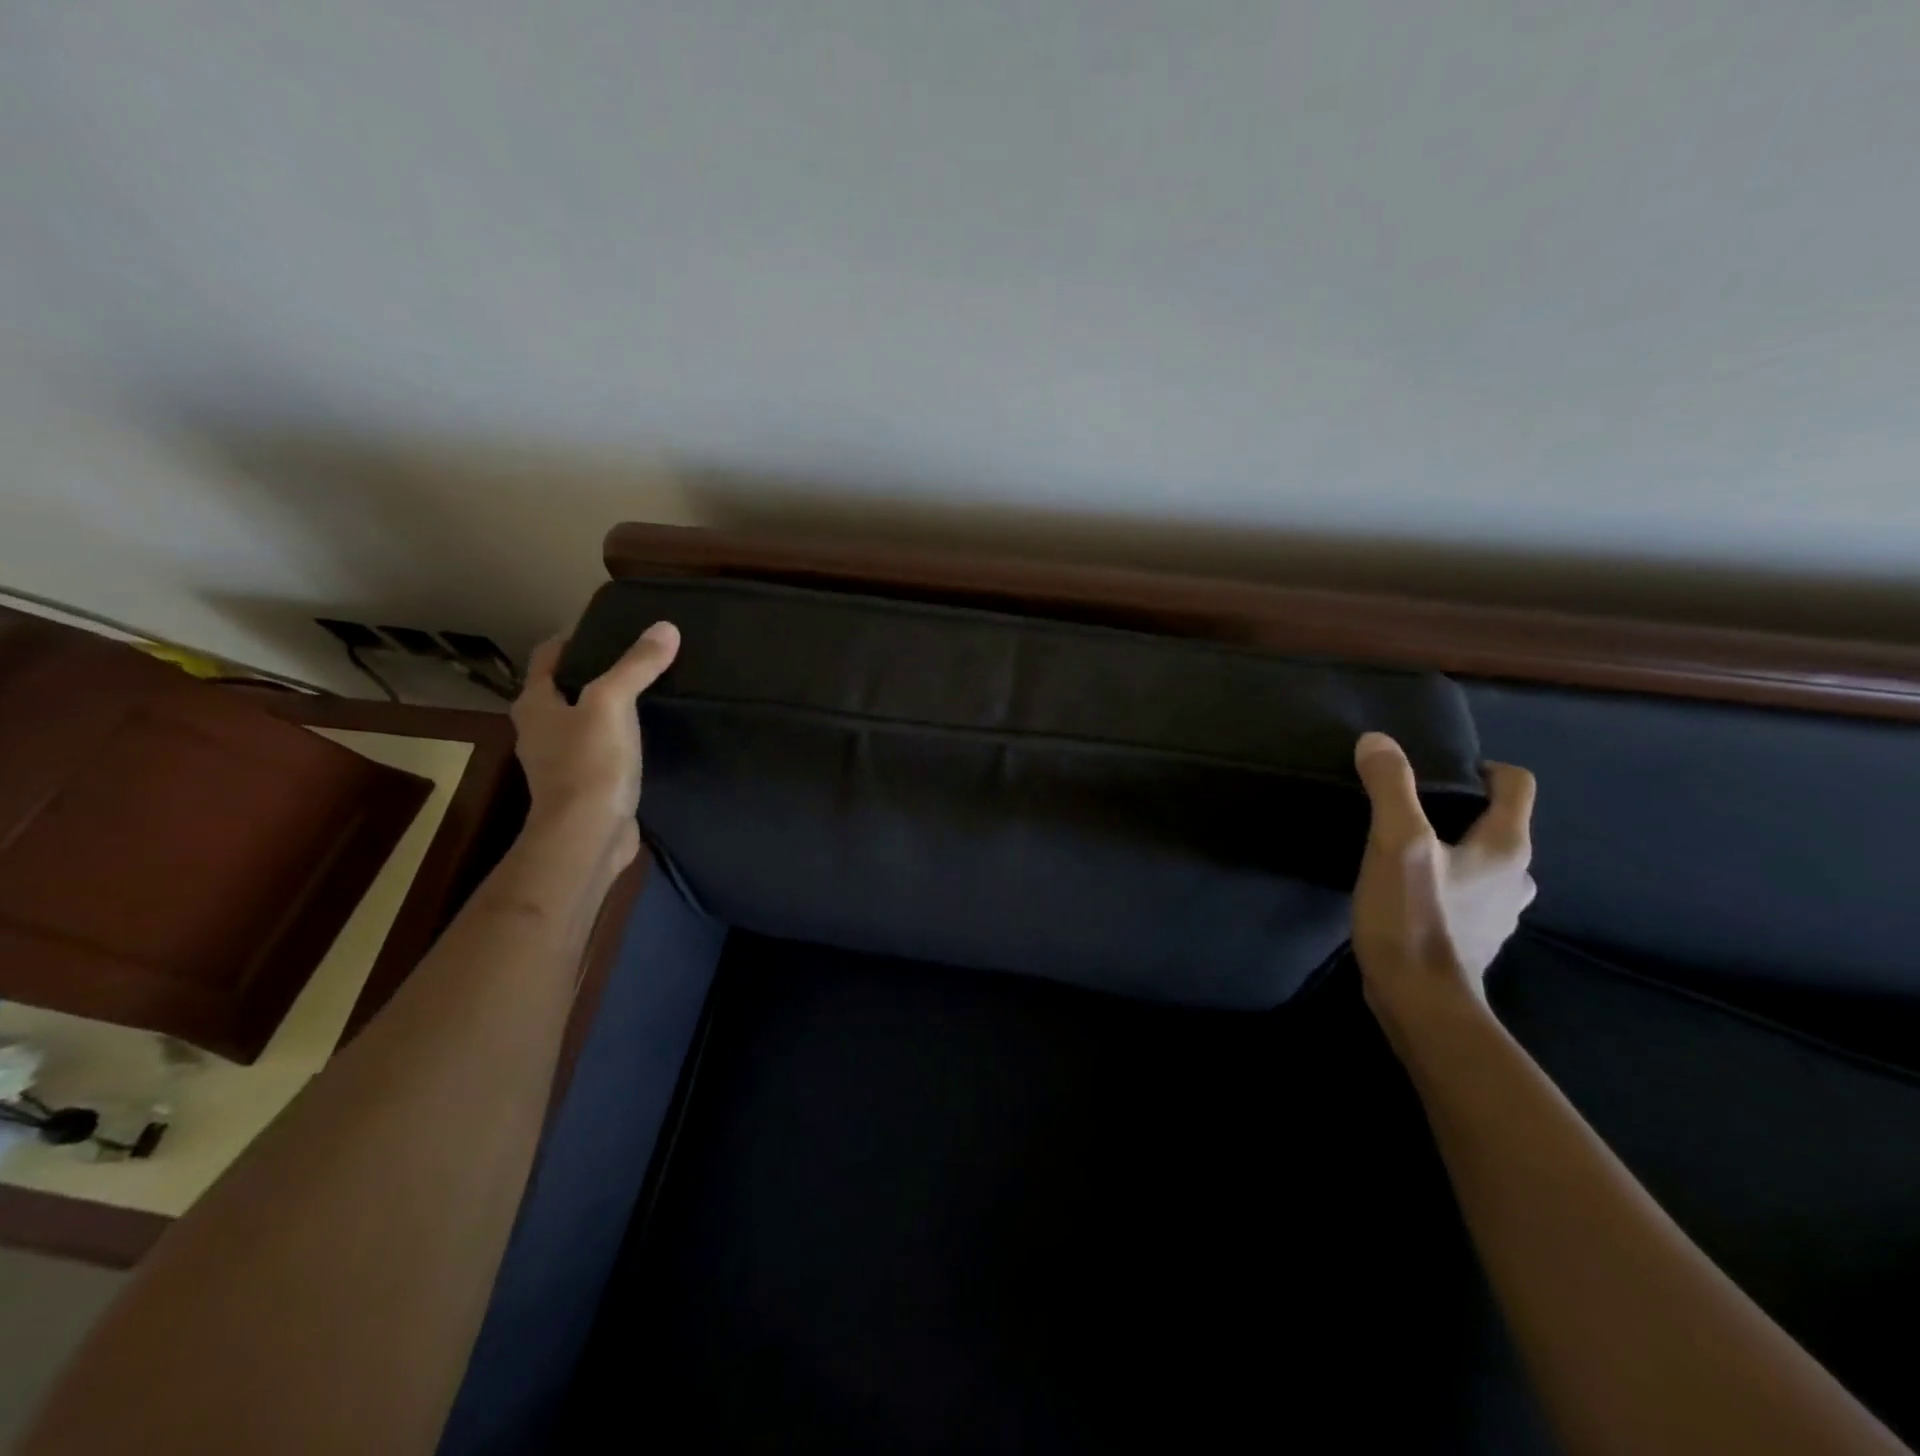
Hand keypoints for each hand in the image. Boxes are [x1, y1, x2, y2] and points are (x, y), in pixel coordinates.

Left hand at [509, 620, 679, 866]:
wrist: (588, 836)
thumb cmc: (590, 763)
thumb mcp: (613, 704)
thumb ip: (636, 665)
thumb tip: (666, 627)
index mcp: (535, 704)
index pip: (548, 656)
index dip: (573, 638)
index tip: (607, 627)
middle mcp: (540, 731)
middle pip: (564, 689)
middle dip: (593, 672)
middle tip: (634, 657)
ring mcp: (561, 762)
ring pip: (583, 721)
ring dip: (607, 707)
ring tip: (646, 692)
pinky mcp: (585, 787)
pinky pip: (601, 750)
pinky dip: (619, 738)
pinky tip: (646, 736)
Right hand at [1350, 731, 1536, 1032]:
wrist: (1420, 1002)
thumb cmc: (1414, 917)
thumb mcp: (1396, 843)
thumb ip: (1390, 787)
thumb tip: (1377, 741)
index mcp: (1506, 846)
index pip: (1515, 785)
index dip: (1484, 768)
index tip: (1441, 771)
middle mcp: (1516, 877)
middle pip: (1499, 824)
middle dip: (1461, 811)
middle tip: (1411, 811)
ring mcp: (1499, 912)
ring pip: (1483, 862)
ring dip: (1454, 850)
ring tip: (1406, 851)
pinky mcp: (1475, 938)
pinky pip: (1468, 895)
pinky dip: (1446, 884)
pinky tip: (1410, 892)